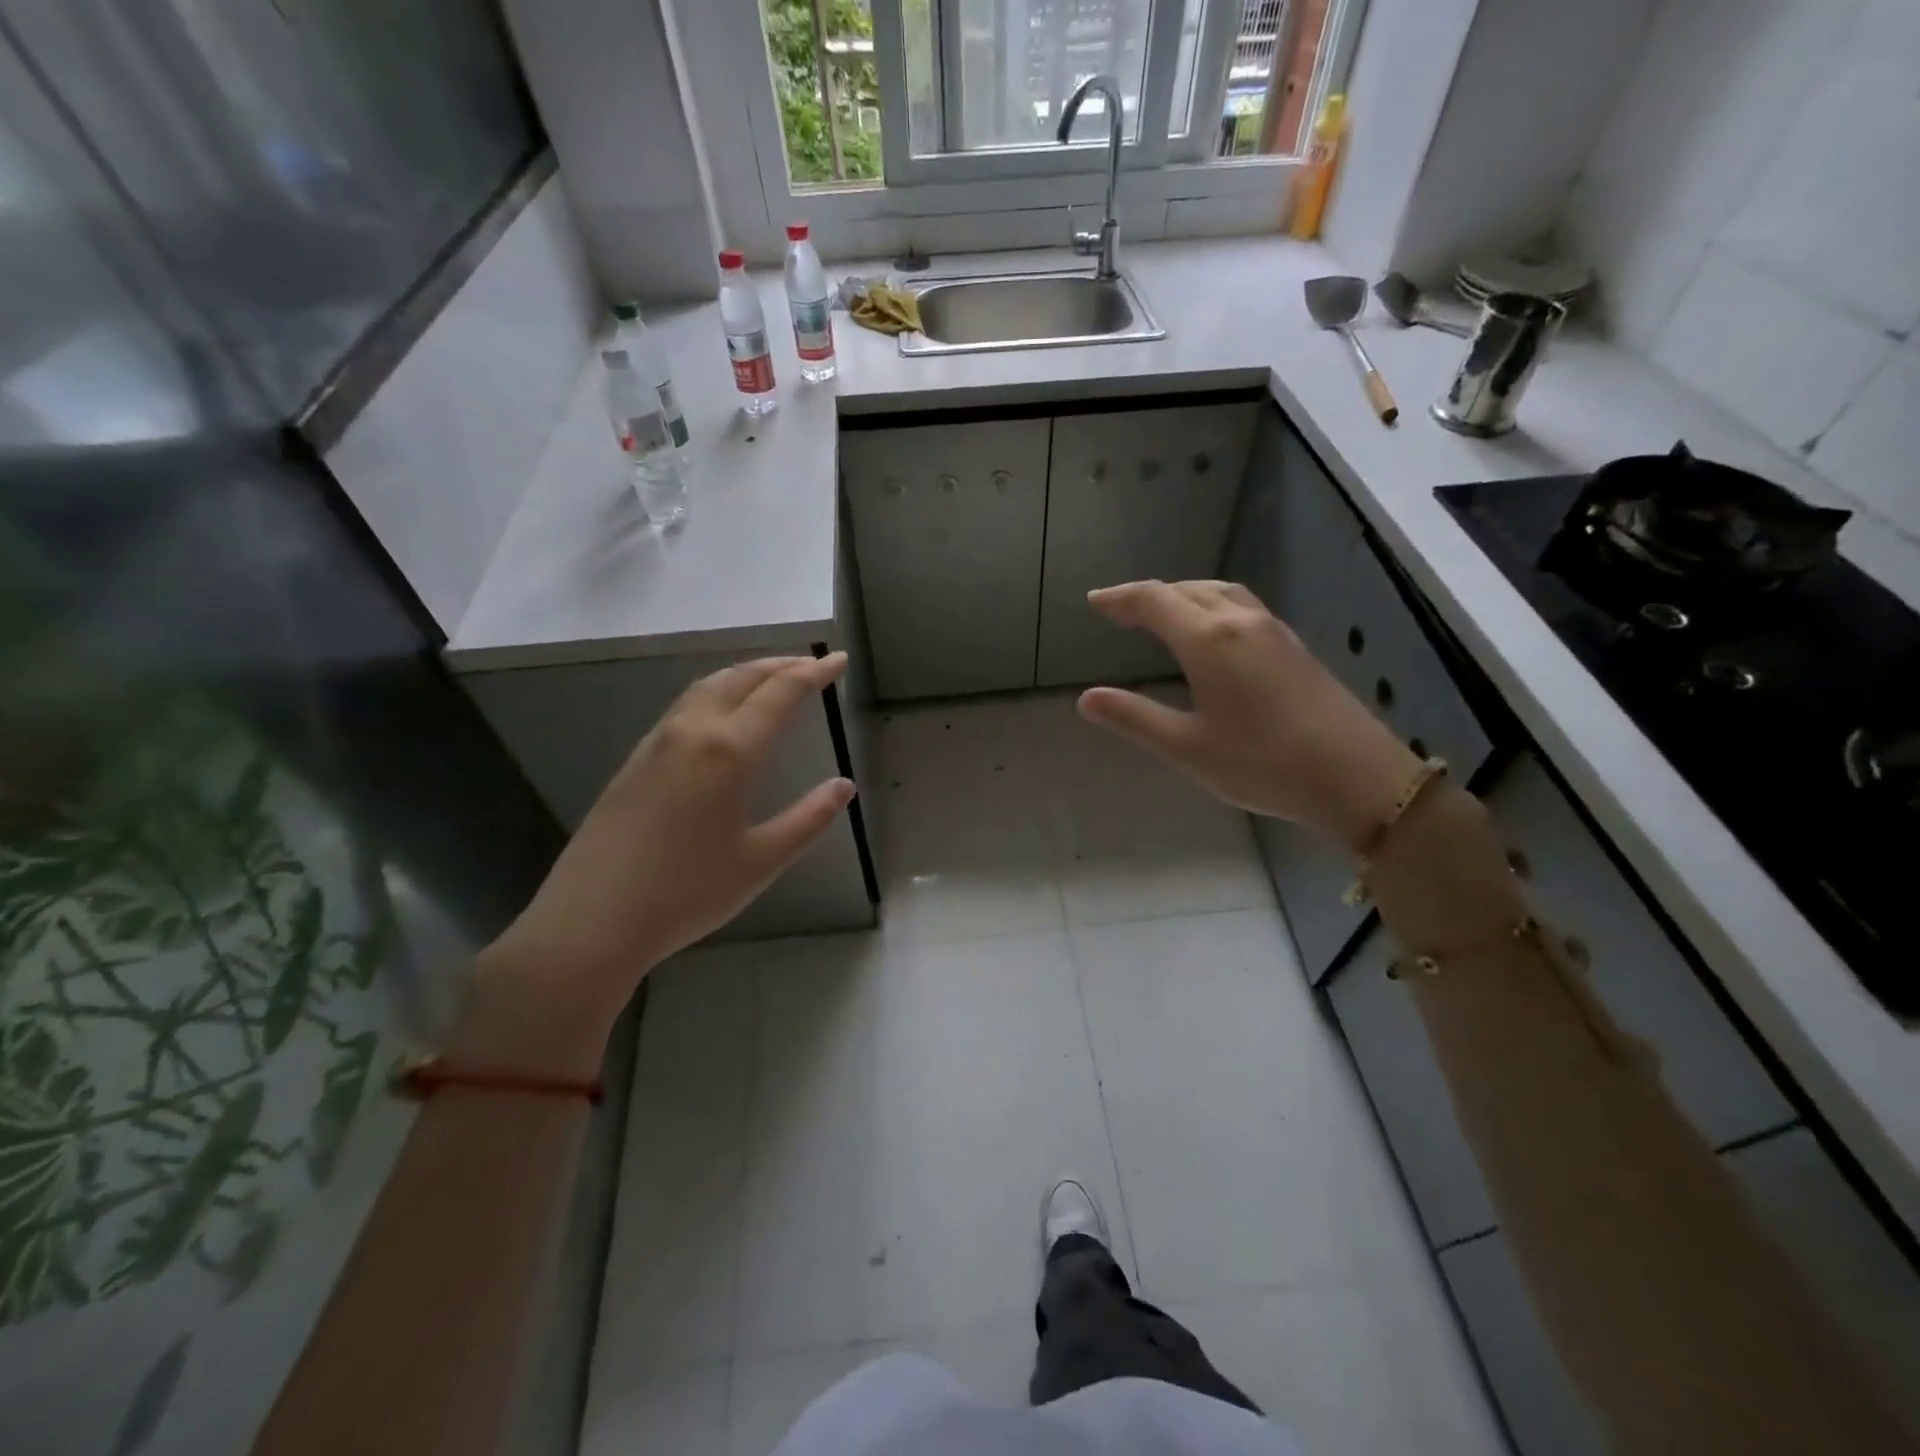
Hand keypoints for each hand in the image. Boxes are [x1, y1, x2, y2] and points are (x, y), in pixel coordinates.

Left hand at [455, 654, 855, 1078]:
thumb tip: (843, 787)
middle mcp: (692, 732)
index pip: (781, 693)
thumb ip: (808, 819)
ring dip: (745, 674)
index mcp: (729, 751)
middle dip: (780, 665)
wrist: (591, 921)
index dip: (814, 673)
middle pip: (740, 678)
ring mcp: (656, 743)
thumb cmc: (687, 893)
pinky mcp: (635, 761)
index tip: (840, 660)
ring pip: (707, 687)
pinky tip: (721, 716)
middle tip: (811, 665)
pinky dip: (716, 693)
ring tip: (770, 680)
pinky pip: (684, 707)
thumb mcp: (761, 861)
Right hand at [1077, 581, 1420, 851]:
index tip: (1094, 602)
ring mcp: (1273, 631)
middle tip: (1120, 611)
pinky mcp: (1293, 647)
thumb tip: (1086, 699)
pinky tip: (1213, 633)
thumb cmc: (1261, 763)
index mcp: (1208, 640)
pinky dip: (1211, 606)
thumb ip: (1133, 718)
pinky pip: (1242, 607)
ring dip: (1184, 595)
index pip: (1154, 601)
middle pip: (1186, 590)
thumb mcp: (1186, 747)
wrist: (1355, 776)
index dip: (1120, 598)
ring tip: (1163, 613)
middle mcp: (1240, 622)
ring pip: (1219, 593)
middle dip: (1149, 596)